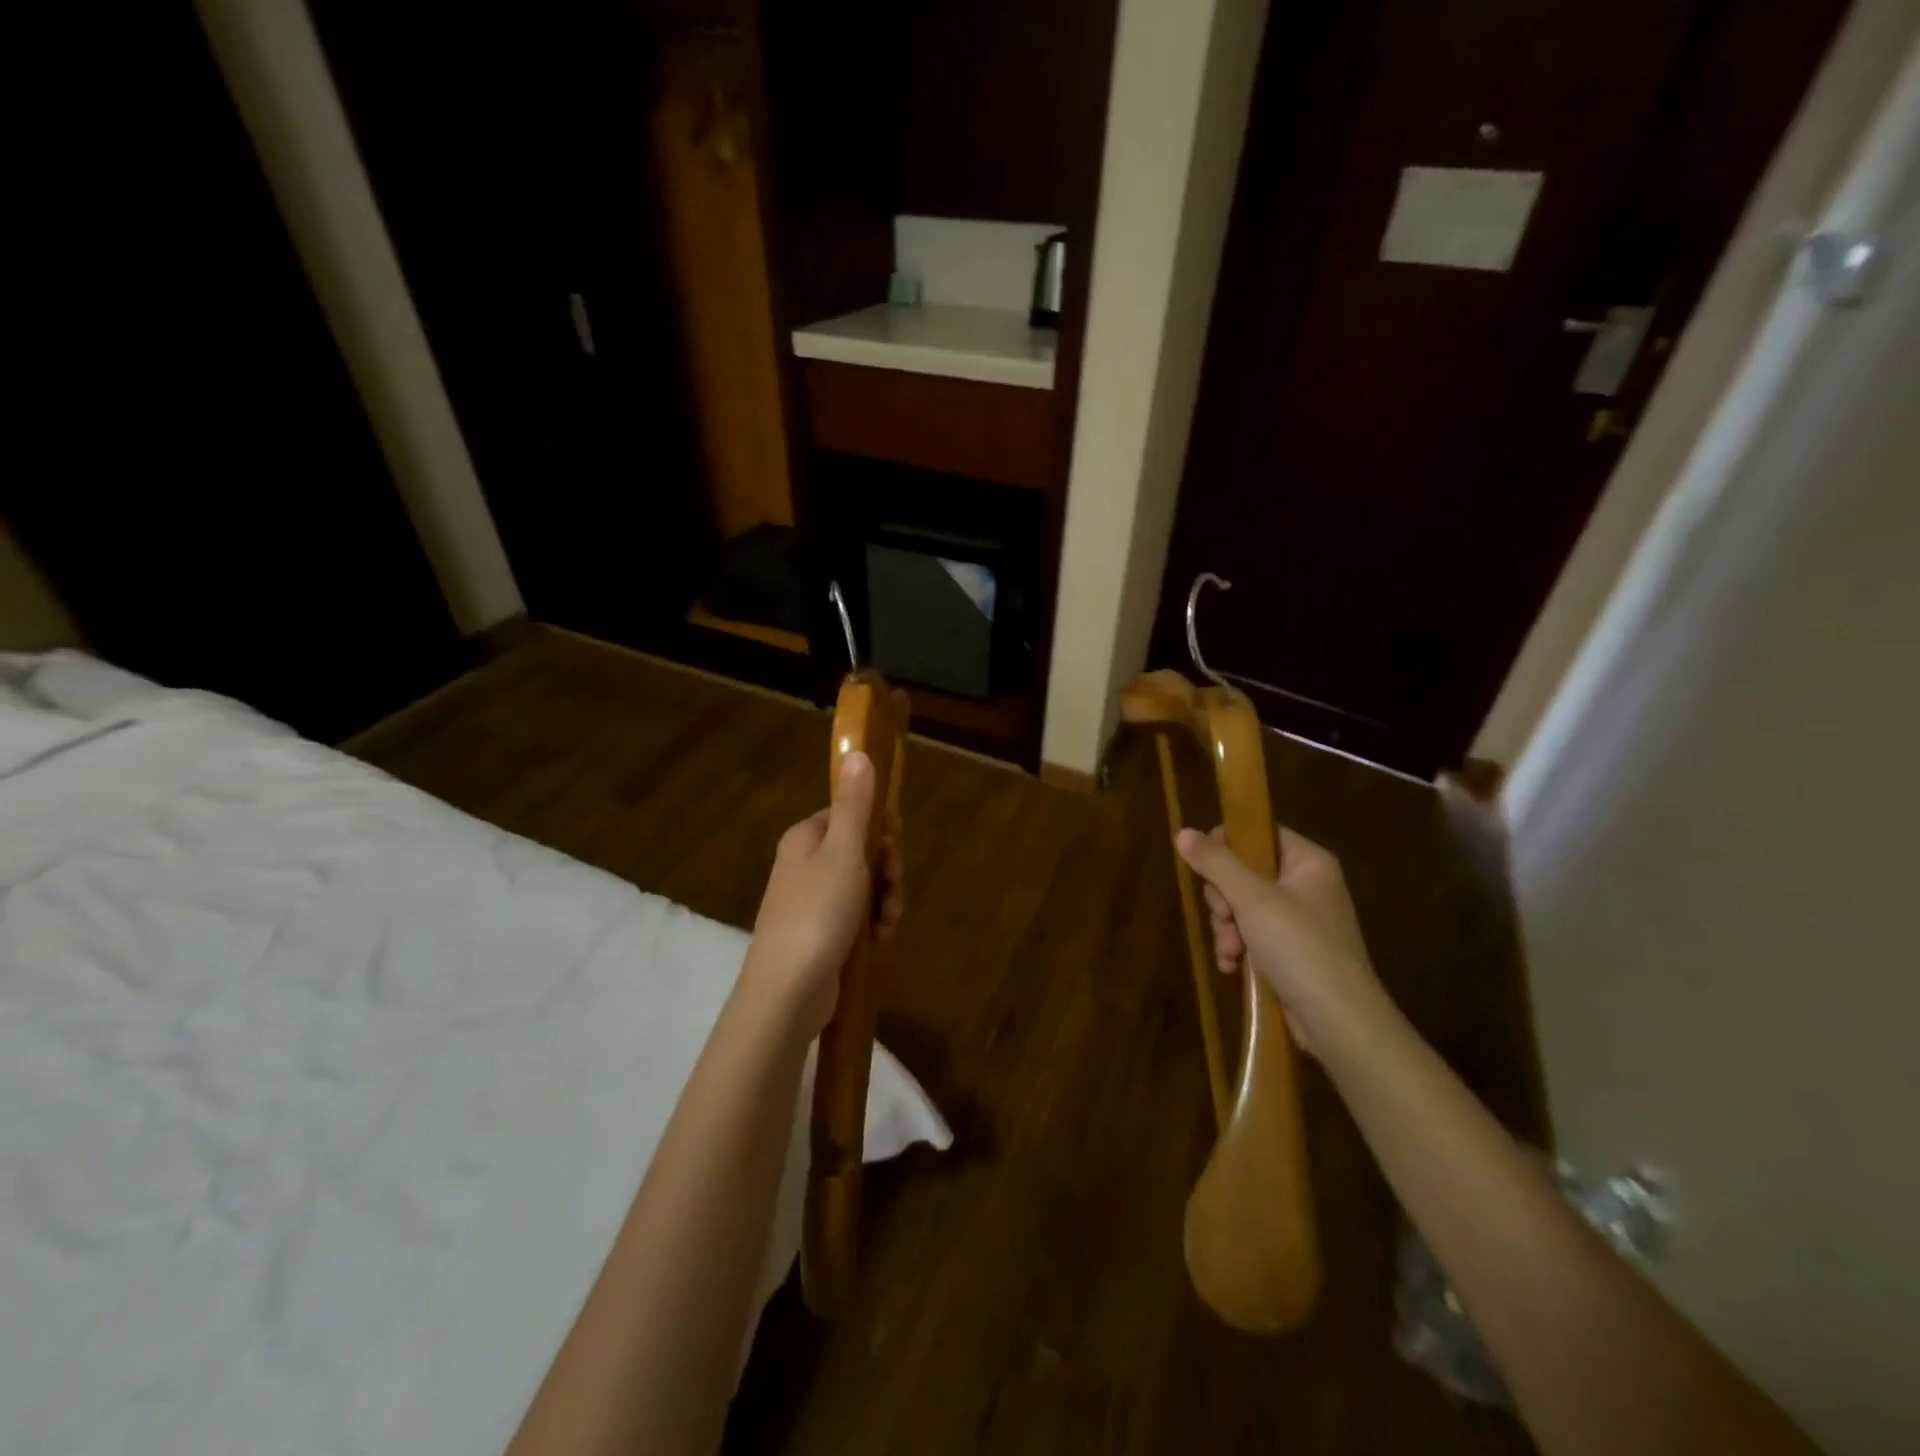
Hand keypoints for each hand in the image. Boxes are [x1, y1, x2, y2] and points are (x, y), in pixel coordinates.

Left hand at [743, 751, 902, 1037]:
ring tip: (888, 923)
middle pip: (861, 850)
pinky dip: (872, 923)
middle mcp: (805, 864)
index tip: (896, 847)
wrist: (787, 992)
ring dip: (885, 899)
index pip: (851, 814)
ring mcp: (811, 900)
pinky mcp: (820, 932)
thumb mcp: (843, 853)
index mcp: (806, 838)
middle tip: (894, 890)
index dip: (880, 830)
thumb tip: (858, 752)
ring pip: (864, 885)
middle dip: (887, 870)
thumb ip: (855, 804)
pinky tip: (879, 939)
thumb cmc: (817, 914)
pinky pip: (855, 915)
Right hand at [1175, 823, 1385, 1057]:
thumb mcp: (1252, 899)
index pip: (1258, 833)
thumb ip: (1216, 863)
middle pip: (1243, 872)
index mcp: (1307, 862)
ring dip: (1226, 929)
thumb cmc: (1299, 947)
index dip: (1226, 846)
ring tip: (1231, 952)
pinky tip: (1232, 967)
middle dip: (1224, 900)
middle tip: (1225, 917)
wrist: (1339, 1021)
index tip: (1207, 869)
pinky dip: (1238, 950)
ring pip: (1241, 907)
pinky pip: (1251, 937)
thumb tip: (1182, 831)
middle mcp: (1305, 886)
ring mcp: (1298, 922)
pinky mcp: (1290, 953)